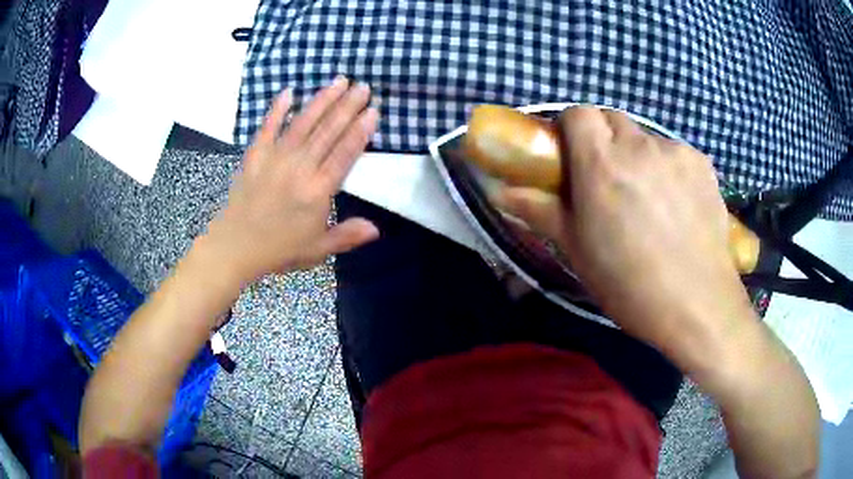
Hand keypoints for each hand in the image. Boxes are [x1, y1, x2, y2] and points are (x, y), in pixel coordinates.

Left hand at [199, 77, 379, 284]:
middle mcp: (299, 168)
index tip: (372, 111)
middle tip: (363, 86)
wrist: (235, 247)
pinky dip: (277, 109)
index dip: (360, 131)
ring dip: (322, 100)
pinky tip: (288, 92)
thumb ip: (347, 236)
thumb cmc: (278, 250)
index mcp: (317, 191)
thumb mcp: (317, 249)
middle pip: (328, 131)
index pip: (344, 154)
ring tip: (338, 81)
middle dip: (347, 106)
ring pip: (303, 123)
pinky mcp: (255, 156)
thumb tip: (376, 230)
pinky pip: (267, 128)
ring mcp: (275, 159)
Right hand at [494, 107, 755, 365]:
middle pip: (612, 118)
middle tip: (608, 179)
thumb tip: (501, 193)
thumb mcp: (578, 251)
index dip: (571, 128)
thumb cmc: (630, 285)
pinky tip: (677, 205)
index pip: (578, 112)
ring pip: (646, 137)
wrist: (698, 306)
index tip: (572, 156)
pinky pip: (675, 153)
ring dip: (639, 156)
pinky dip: (669, 169)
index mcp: (602, 163)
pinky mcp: (703, 164)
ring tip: (648, 199)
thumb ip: (541, 211)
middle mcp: (639, 145)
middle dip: (604, 139)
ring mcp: (676, 151)